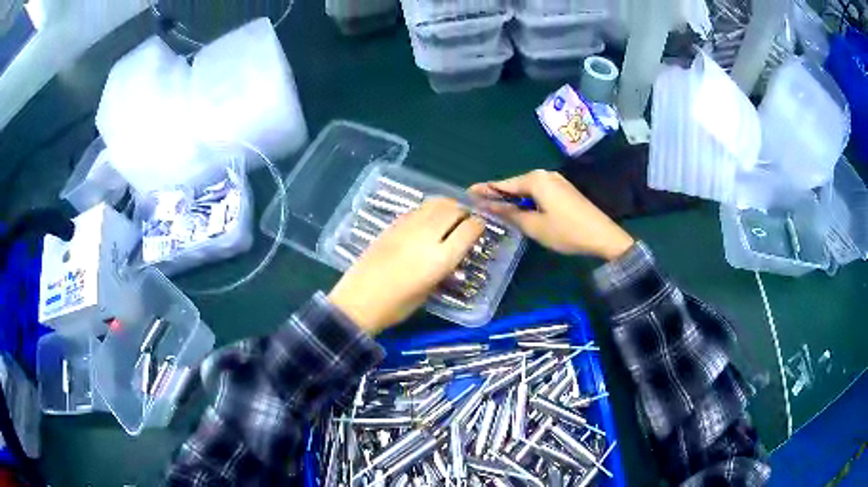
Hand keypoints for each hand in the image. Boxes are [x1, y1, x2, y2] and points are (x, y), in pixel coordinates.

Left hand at [328, 198, 485, 334]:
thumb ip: (443, 267)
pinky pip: (418, 209)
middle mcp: (426, 237)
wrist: (358, 301)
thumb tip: (452, 251)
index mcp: (440, 259)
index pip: (469, 229)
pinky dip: (429, 210)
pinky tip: (427, 221)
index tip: (479, 228)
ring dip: (447, 206)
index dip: (478, 226)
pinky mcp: (392, 225)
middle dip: (464, 212)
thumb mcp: (429, 291)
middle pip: (453, 210)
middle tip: (465, 220)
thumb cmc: (396, 306)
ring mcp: (407, 228)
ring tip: (448, 216)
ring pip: (435, 204)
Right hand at [469, 170, 633, 260]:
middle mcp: (545, 175)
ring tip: (497, 211)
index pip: (503, 184)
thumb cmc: (566, 231)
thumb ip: (509, 214)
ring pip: (527, 190)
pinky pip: (539, 193)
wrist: (603, 236)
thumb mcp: (534, 226)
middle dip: (499, 195)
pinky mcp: (564, 190)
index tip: (468, 193)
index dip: (485, 190)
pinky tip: (521, 212)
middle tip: (480, 206)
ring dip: (513, 200)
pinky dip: (527, 201)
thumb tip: (487, 206)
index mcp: (535, 179)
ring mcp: (557, 181)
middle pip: (515, 185)